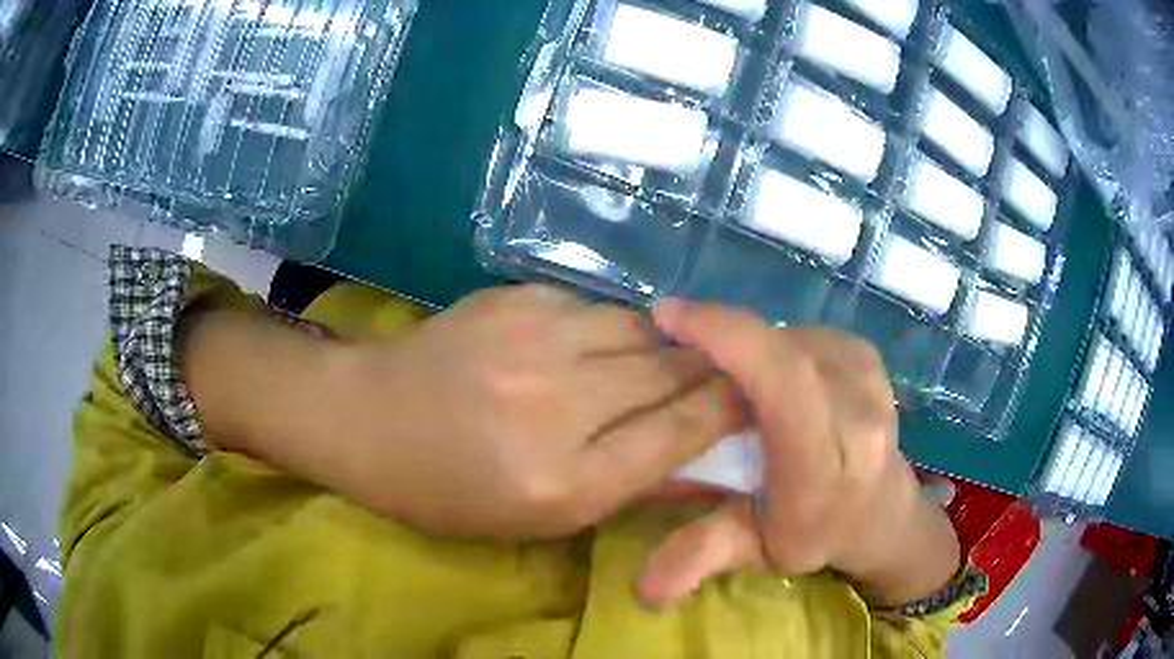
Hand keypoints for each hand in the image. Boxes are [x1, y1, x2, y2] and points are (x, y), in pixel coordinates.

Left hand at [186, 285, 742, 539]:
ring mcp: (535, 339)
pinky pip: (596, 307)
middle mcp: (557, 404)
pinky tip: (591, 345)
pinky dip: (610, 328)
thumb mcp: (538, 519)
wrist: (369, 419)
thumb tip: (700, 460)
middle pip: (670, 372)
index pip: (679, 432)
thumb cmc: (449, 491)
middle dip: (711, 370)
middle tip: (728, 370)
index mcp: (563, 480)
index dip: (728, 409)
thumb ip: (626, 487)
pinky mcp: (516, 297)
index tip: (754, 397)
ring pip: (641, 328)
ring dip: (661, 346)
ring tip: (657, 360)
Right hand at [637, 301, 959, 606]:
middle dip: (722, 331)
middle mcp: (857, 412)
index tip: (669, 317)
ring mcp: (869, 378)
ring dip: (748, 342)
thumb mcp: (754, 553)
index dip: (726, 336)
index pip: (784, 382)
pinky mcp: (868, 358)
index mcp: (825, 464)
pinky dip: (775, 344)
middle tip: (677, 334)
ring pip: (790, 336)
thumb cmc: (816, 535)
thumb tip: (643, 590)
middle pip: (781, 347)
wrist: (884, 516)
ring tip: (721, 366)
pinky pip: (807, 335)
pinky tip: (765, 370)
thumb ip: (702, 558)